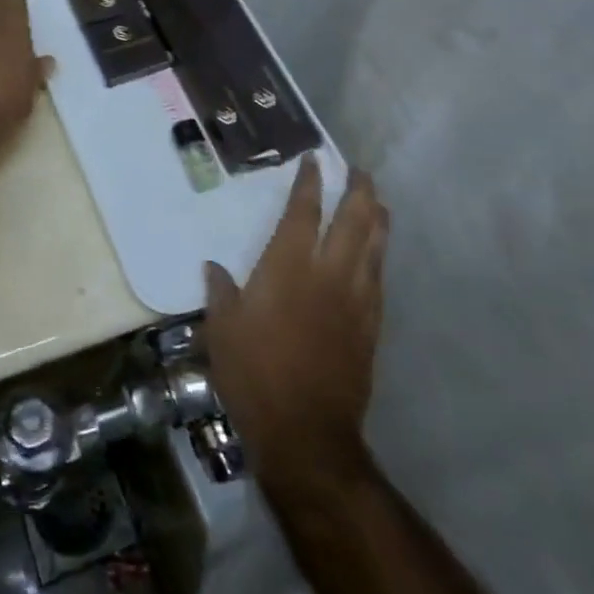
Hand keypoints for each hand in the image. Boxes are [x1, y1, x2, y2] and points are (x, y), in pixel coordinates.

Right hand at [205, 155, 390, 479]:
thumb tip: (214, 267)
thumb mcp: (222, 329)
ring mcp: (354, 301)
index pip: (302, 213)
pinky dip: (378, 258)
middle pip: (351, 222)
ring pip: (373, 248)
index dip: (309, 183)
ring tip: (378, 201)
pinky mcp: (369, 328)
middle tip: (360, 171)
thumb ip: (221, 292)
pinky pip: (378, 281)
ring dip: (377, 220)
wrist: (306, 433)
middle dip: (357, 192)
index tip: (314, 160)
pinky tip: (378, 254)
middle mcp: (327, 275)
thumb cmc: (254, 373)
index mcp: (287, 268)